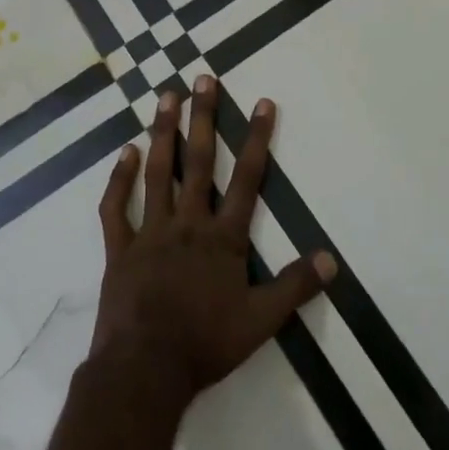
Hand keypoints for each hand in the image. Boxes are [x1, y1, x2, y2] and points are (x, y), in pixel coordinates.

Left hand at [90, 78, 336, 407]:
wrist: (144, 370)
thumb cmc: (205, 344)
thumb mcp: (261, 321)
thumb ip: (295, 286)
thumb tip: (332, 259)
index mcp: (223, 238)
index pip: (248, 179)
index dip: (258, 139)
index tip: (263, 103)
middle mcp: (188, 223)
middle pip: (200, 162)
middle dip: (204, 118)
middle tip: (203, 79)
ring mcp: (151, 232)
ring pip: (158, 172)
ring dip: (163, 133)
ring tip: (165, 96)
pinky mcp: (120, 249)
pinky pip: (117, 208)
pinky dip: (119, 179)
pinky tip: (124, 151)